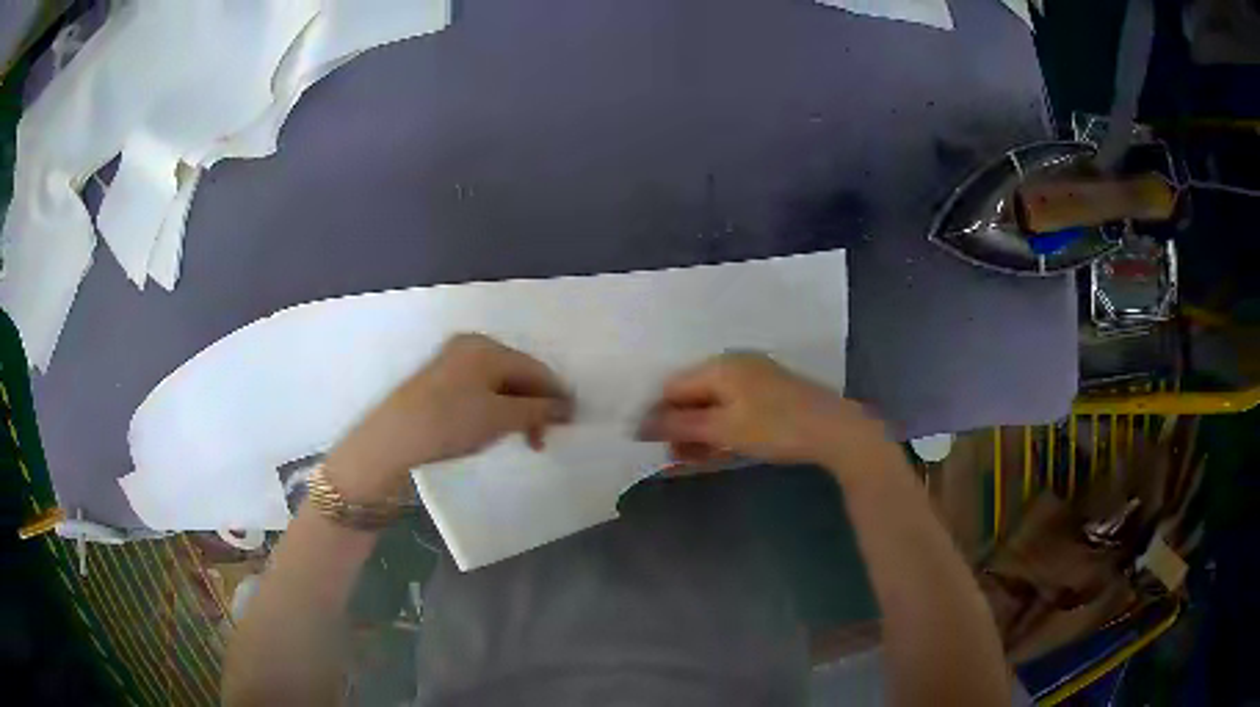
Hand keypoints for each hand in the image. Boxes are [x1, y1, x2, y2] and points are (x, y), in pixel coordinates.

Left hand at [325, 334, 572, 500]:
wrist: (395, 435)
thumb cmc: (452, 422)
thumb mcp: (501, 418)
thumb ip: (538, 410)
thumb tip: (566, 408)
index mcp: (489, 348)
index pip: (536, 369)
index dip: (557, 396)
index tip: (571, 423)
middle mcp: (472, 345)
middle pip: (518, 374)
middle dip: (534, 406)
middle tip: (541, 439)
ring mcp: (453, 359)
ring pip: (499, 383)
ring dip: (515, 409)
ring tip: (520, 438)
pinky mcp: (440, 377)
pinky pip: (481, 387)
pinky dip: (495, 407)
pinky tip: (494, 427)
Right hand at [638, 353, 890, 471]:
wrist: (834, 431)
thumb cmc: (775, 427)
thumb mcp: (723, 429)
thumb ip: (680, 426)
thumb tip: (639, 424)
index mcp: (720, 366)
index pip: (673, 386)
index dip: (658, 414)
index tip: (651, 445)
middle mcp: (735, 366)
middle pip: (693, 395)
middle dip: (681, 427)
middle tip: (677, 458)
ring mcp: (755, 380)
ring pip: (714, 405)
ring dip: (701, 432)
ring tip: (697, 460)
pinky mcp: (770, 396)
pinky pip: (734, 410)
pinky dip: (723, 430)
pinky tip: (722, 451)